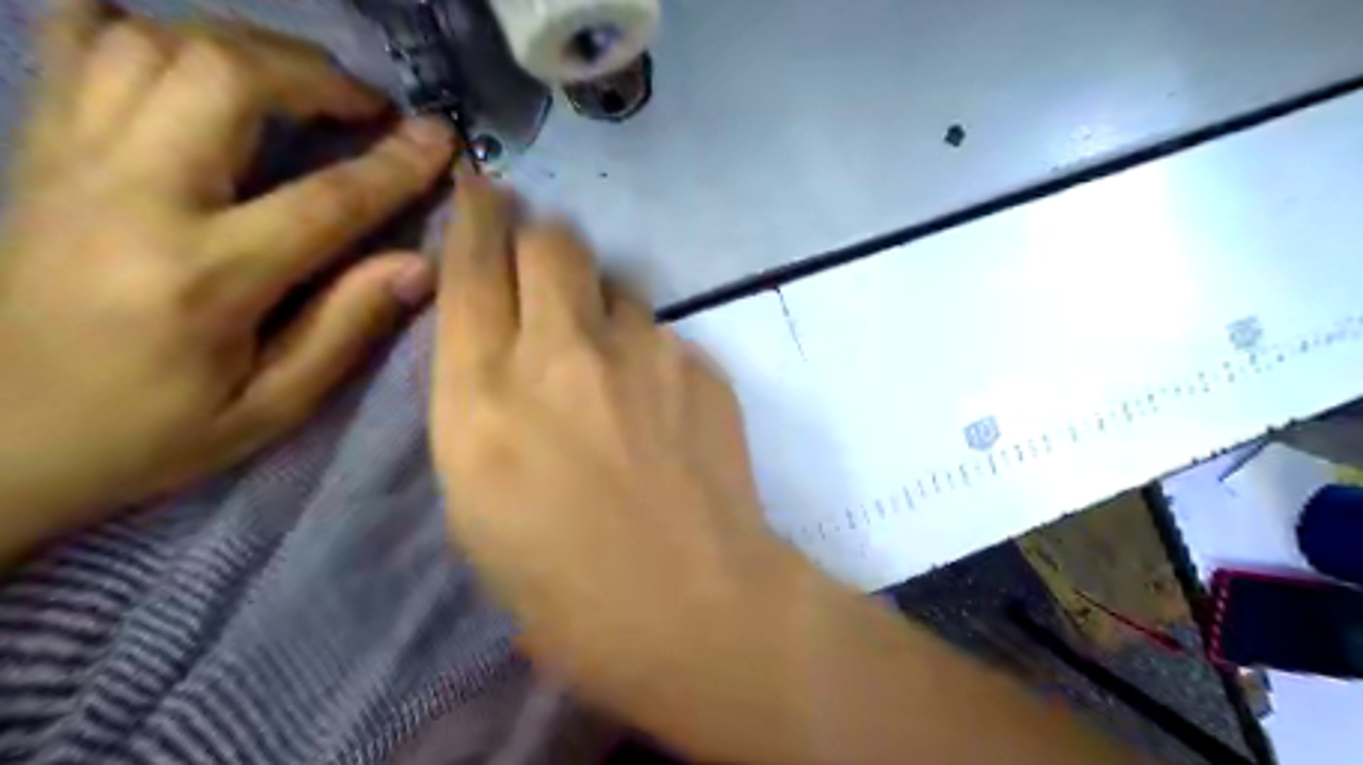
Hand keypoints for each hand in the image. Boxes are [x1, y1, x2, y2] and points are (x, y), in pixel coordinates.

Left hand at [0, 0, 457, 559]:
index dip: (396, 165)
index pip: (327, 200)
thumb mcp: (271, 408)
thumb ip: (346, 329)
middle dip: (317, 75)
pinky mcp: (39, 151)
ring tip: (297, 84)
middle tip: (366, 105)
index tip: (441, 139)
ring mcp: (72, 161)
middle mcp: (133, 197)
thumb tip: (419, 265)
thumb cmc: (150, 433)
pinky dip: (139, 29)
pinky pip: (74, 45)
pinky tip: (189, 57)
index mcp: (205, 277)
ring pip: (153, 43)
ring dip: (245, 48)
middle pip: (226, 77)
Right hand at [431, 177, 819, 754]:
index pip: (471, 268)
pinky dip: (649, 353)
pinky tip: (661, 408)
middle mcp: (560, 352)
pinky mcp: (699, 362)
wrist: (693, 604)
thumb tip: (505, 351)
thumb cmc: (565, 588)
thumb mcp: (477, 503)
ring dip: (601, 305)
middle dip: (540, 240)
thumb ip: (482, 406)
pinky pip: (662, 333)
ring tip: (610, 365)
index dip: (475, 217)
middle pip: (550, 242)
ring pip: (614, 283)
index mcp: (482, 396)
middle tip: (545, 269)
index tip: (483, 189)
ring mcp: (640, 350)